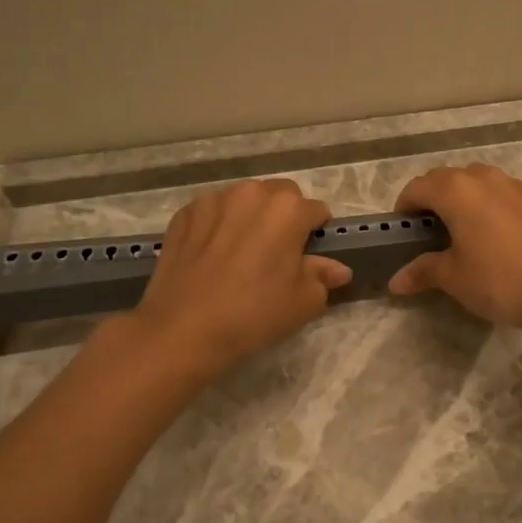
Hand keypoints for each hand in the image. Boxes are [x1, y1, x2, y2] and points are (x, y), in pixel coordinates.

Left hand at [131, 179, 352, 374]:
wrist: (183, 330)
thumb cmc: (254, 315)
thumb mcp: (303, 302)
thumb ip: (323, 276)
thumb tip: (338, 269)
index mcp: (288, 209)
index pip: (316, 211)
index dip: (316, 234)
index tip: (307, 257)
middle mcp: (252, 193)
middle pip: (280, 196)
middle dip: (284, 216)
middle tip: (276, 253)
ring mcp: (214, 200)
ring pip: (245, 199)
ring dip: (250, 216)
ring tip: (242, 253)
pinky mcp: (184, 213)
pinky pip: (213, 212)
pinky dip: (219, 225)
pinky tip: (213, 256)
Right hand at [387, 163, 521, 334]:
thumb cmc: (499, 281)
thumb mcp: (454, 278)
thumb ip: (423, 271)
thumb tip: (396, 281)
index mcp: (456, 190)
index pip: (418, 187)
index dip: (405, 207)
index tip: (402, 232)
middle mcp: (484, 178)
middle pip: (446, 179)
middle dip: (431, 199)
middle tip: (427, 233)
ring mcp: (514, 185)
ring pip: (476, 182)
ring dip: (461, 198)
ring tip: (459, 231)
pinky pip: (500, 193)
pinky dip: (487, 204)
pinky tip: (492, 234)